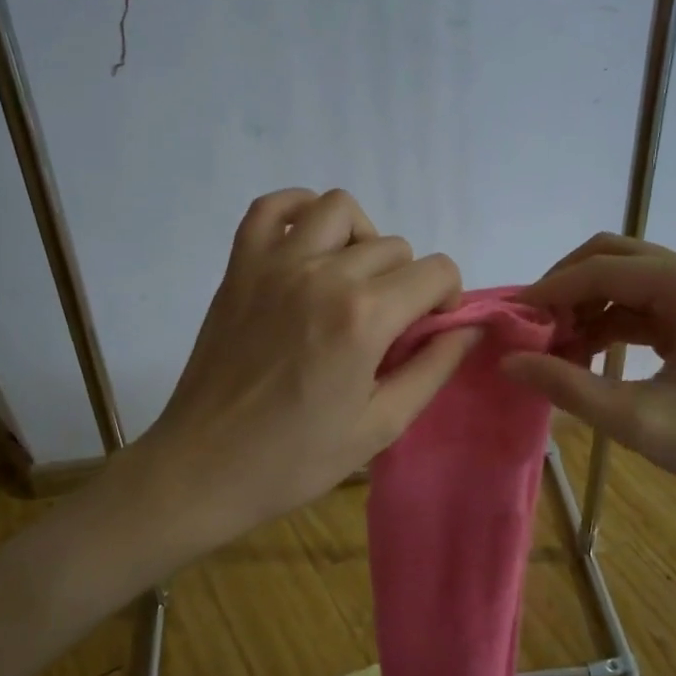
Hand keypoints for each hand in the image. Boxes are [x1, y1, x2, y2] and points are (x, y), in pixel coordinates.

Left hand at [126, 188, 476, 548]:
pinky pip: (272, 207)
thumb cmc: (297, 458)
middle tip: (390, 325)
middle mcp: (323, 275)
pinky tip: (310, 246)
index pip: (436, 270)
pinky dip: (299, 211)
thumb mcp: (381, 425)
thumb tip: (470, 328)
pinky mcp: (240, 267)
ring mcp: (275, 264)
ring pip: (340, 209)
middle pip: (394, 246)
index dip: (447, 298)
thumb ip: (433, 368)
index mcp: (364, 317)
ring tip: (354, 280)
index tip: (430, 330)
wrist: (205, 467)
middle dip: (408, 281)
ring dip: (362, 238)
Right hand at [501, 233, 675, 514]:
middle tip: (531, 330)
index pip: (601, 270)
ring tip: (553, 351)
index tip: (509, 320)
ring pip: (624, 280)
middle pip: (612, 258)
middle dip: (565, 289)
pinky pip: (642, 305)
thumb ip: (568, 387)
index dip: (549, 291)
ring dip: (584, 308)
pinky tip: (584, 358)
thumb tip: (509, 361)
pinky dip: (608, 325)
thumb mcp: (639, 421)